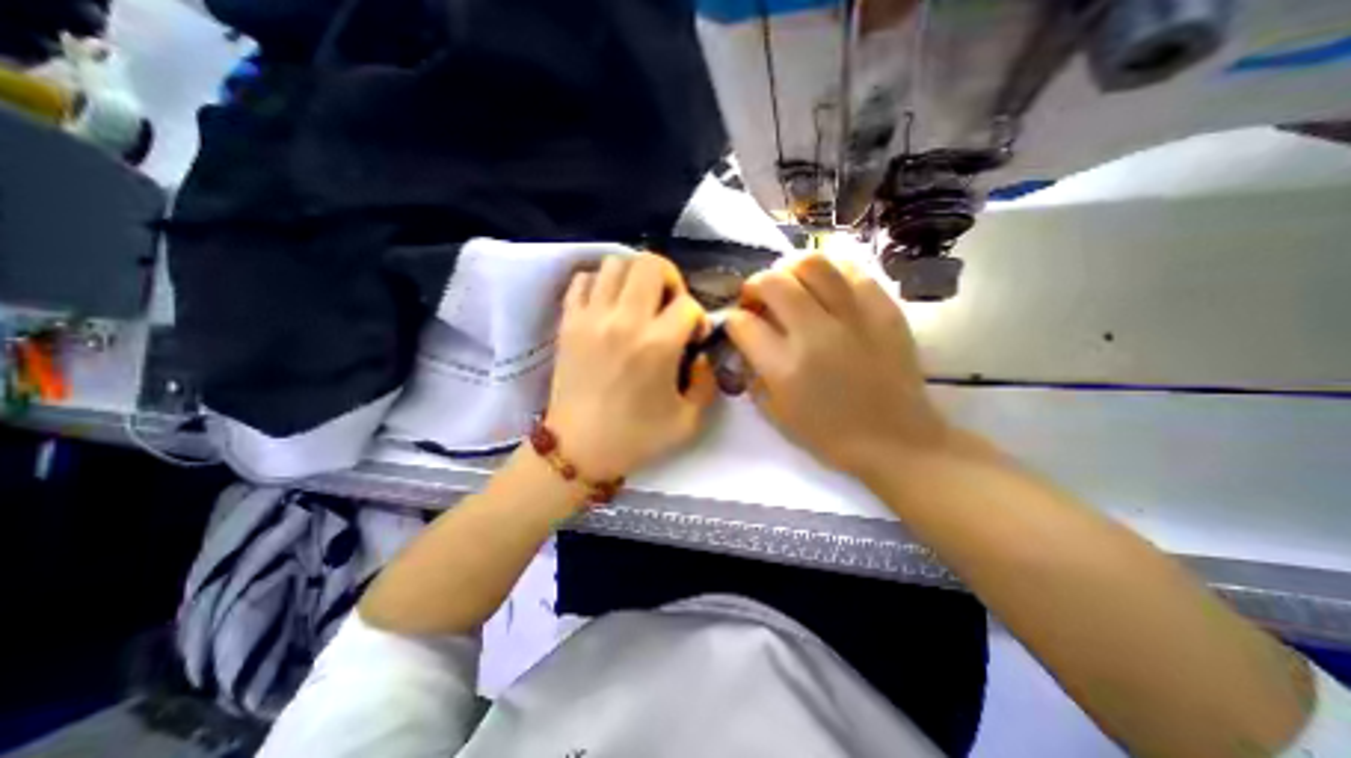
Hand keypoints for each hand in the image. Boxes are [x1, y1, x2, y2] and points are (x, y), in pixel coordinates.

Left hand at [546, 254, 715, 480]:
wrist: (578, 449)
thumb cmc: (635, 438)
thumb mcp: (688, 421)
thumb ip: (706, 382)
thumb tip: (700, 354)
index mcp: (658, 345)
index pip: (688, 304)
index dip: (698, 319)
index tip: (693, 338)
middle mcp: (624, 321)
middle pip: (651, 264)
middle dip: (670, 279)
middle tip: (668, 305)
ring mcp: (591, 317)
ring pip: (615, 263)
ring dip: (635, 277)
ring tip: (638, 302)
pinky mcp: (568, 322)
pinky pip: (583, 280)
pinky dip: (599, 283)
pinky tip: (608, 305)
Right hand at [728, 254, 948, 479]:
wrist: (896, 439)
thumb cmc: (829, 434)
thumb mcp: (775, 413)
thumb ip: (752, 373)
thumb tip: (746, 340)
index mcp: (785, 368)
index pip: (743, 324)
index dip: (733, 320)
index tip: (738, 324)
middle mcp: (816, 334)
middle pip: (773, 282)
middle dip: (754, 285)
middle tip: (758, 298)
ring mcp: (855, 317)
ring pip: (812, 263)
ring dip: (790, 270)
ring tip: (791, 285)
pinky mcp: (885, 309)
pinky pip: (851, 270)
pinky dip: (829, 273)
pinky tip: (826, 288)